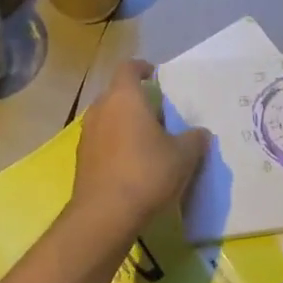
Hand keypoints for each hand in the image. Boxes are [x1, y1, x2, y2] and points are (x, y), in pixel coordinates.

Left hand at [70, 60, 210, 239]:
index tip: (155, 76)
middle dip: (136, 100)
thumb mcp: (183, 155)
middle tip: (159, 114)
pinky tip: (132, 164)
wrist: (105, 215)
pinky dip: (115, 144)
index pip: (129, 68)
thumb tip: (200, 133)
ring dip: (125, 123)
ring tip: (147, 141)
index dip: (142, 68)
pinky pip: (102, 141)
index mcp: (124, 97)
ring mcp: (87, 134)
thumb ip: (195, 139)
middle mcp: (101, 109)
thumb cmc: (147, 172)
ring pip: (108, 118)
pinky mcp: (82, 159)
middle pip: (118, 94)